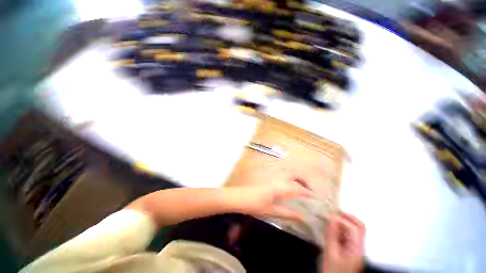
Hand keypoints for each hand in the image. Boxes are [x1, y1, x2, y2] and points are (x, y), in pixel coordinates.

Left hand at [230, 179, 313, 220]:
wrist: (241, 197)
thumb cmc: (256, 205)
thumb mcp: (273, 211)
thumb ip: (288, 213)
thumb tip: (302, 218)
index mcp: (282, 188)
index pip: (299, 189)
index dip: (308, 192)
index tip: (315, 197)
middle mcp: (279, 178)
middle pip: (295, 175)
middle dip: (304, 181)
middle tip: (308, 190)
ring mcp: (272, 175)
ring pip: (288, 172)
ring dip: (296, 177)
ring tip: (299, 186)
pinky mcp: (267, 174)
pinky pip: (281, 172)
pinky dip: (288, 176)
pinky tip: (286, 183)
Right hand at [322, 213, 364, 272]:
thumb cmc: (332, 269)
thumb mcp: (330, 252)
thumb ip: (332, 234)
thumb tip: (332, 217)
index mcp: (356, 248)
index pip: (354, 228)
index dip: (342, 220)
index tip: (328, 216)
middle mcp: (359, 246)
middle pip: (360, 227)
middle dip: (347, 217)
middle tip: (333, 212)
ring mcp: (356, 248)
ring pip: (355, 229)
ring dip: (344, 221)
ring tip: (331, 218)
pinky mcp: (350, 249)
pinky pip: (348, 234)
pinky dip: (341, 227)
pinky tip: (332, 228)